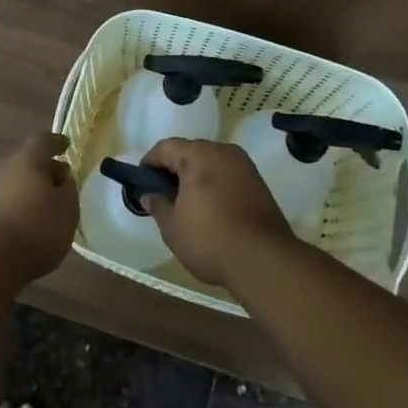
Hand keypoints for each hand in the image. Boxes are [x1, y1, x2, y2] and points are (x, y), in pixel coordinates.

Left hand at [0, 132, 77, 285]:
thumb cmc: (36, 228)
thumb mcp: (67, 208)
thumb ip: (67, 188)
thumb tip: (61, 175)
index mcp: (25, 161)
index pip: (42, 141)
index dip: (55, 142)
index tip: (66, 145)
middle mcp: (2, 171)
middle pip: (24, 163)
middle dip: (42, 170)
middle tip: (58, 183)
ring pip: (11, 185)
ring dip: (27, 192)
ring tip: (43, 210)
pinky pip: (2, 206)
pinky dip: (15, 211)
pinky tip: (25, 228)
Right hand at [140, 137, 294, 286]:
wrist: (264, 260)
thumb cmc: (210, 239)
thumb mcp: (172, 227)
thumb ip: (158, 205)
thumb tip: (148, 195)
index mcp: (198, 155)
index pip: (166, 147)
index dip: (150, 162)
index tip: (142, 181)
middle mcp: (222, 151)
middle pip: (191, 150)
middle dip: (174, 167)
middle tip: (164, 193)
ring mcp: (244, 165)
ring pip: (211, 161)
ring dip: (196, 175)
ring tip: (187, 202)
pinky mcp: (259, 182)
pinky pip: (228, 174)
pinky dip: (215, 183)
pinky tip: (211, 207)